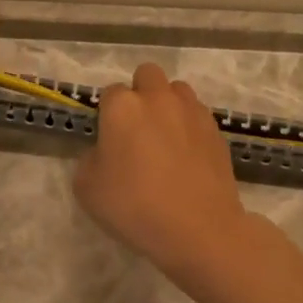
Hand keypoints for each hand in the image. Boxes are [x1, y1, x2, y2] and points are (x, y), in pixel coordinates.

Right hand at [74, 64, 250, 276]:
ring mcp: (192, 111)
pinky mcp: (216, 129)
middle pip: (147, 75)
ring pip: (177, 90)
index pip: (110, 93)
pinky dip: (190, 126)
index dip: (107, 114)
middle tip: (137, 129)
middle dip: (140, 93)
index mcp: (123, 107)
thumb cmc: (134, 206)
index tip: (109, 139)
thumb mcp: (87, 189)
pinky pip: (197, 115)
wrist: (198, 228)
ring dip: (168, 104)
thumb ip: (90, 159)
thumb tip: (104, 152)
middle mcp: (158, 98)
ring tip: (166, 138)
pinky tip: (187, 156)